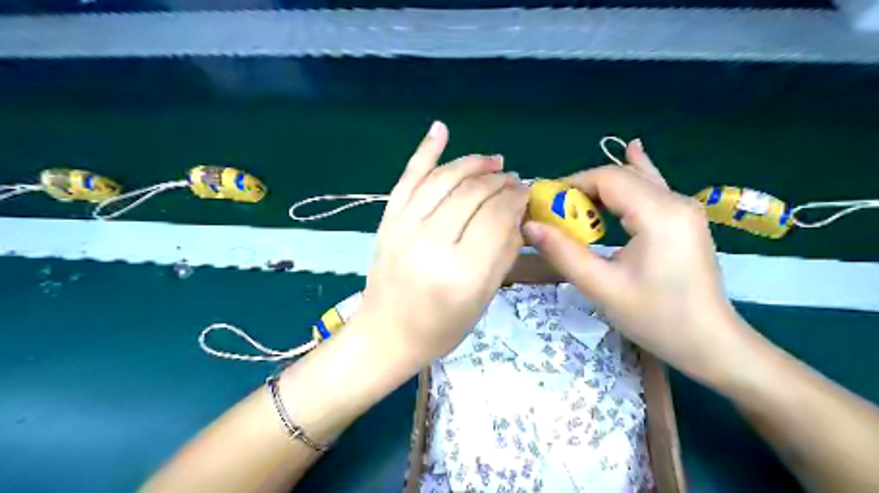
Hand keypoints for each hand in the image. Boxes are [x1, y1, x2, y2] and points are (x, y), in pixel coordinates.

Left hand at [355, 121, 527, 362]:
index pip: (496, 217)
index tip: (526, 191)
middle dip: (498, 180)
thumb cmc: (441, 327)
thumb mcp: (483, 298)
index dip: (515, 198)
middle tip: (513, 178)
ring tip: (492, 160)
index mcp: (461, 272)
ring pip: (444, 179)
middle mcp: (431, 244)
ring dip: (472, 163)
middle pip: (472, 194)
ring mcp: (403, 228)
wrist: (387, 334)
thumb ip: (503, 252)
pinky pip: (408, 179)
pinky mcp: (387, 222)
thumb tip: (517, 212)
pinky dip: (424, 152)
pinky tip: (440, 129)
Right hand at [521, 140, 746, 383]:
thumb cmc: (657, 319)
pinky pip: (653, 189)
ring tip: (573, 203)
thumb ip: (564, 253)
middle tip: (553, 211)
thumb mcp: (603, 288)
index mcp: (659, 214)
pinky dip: (635, 175)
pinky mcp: (684, 219)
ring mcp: (684, 208)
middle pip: (620, 177)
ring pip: (635, 181)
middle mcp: (676, 201)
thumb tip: (530, 226)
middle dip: (581, 188)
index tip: (543, 204)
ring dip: (600, 189)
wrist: (711, 343)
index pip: (607, 178)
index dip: (570, 185)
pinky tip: (633, 150)